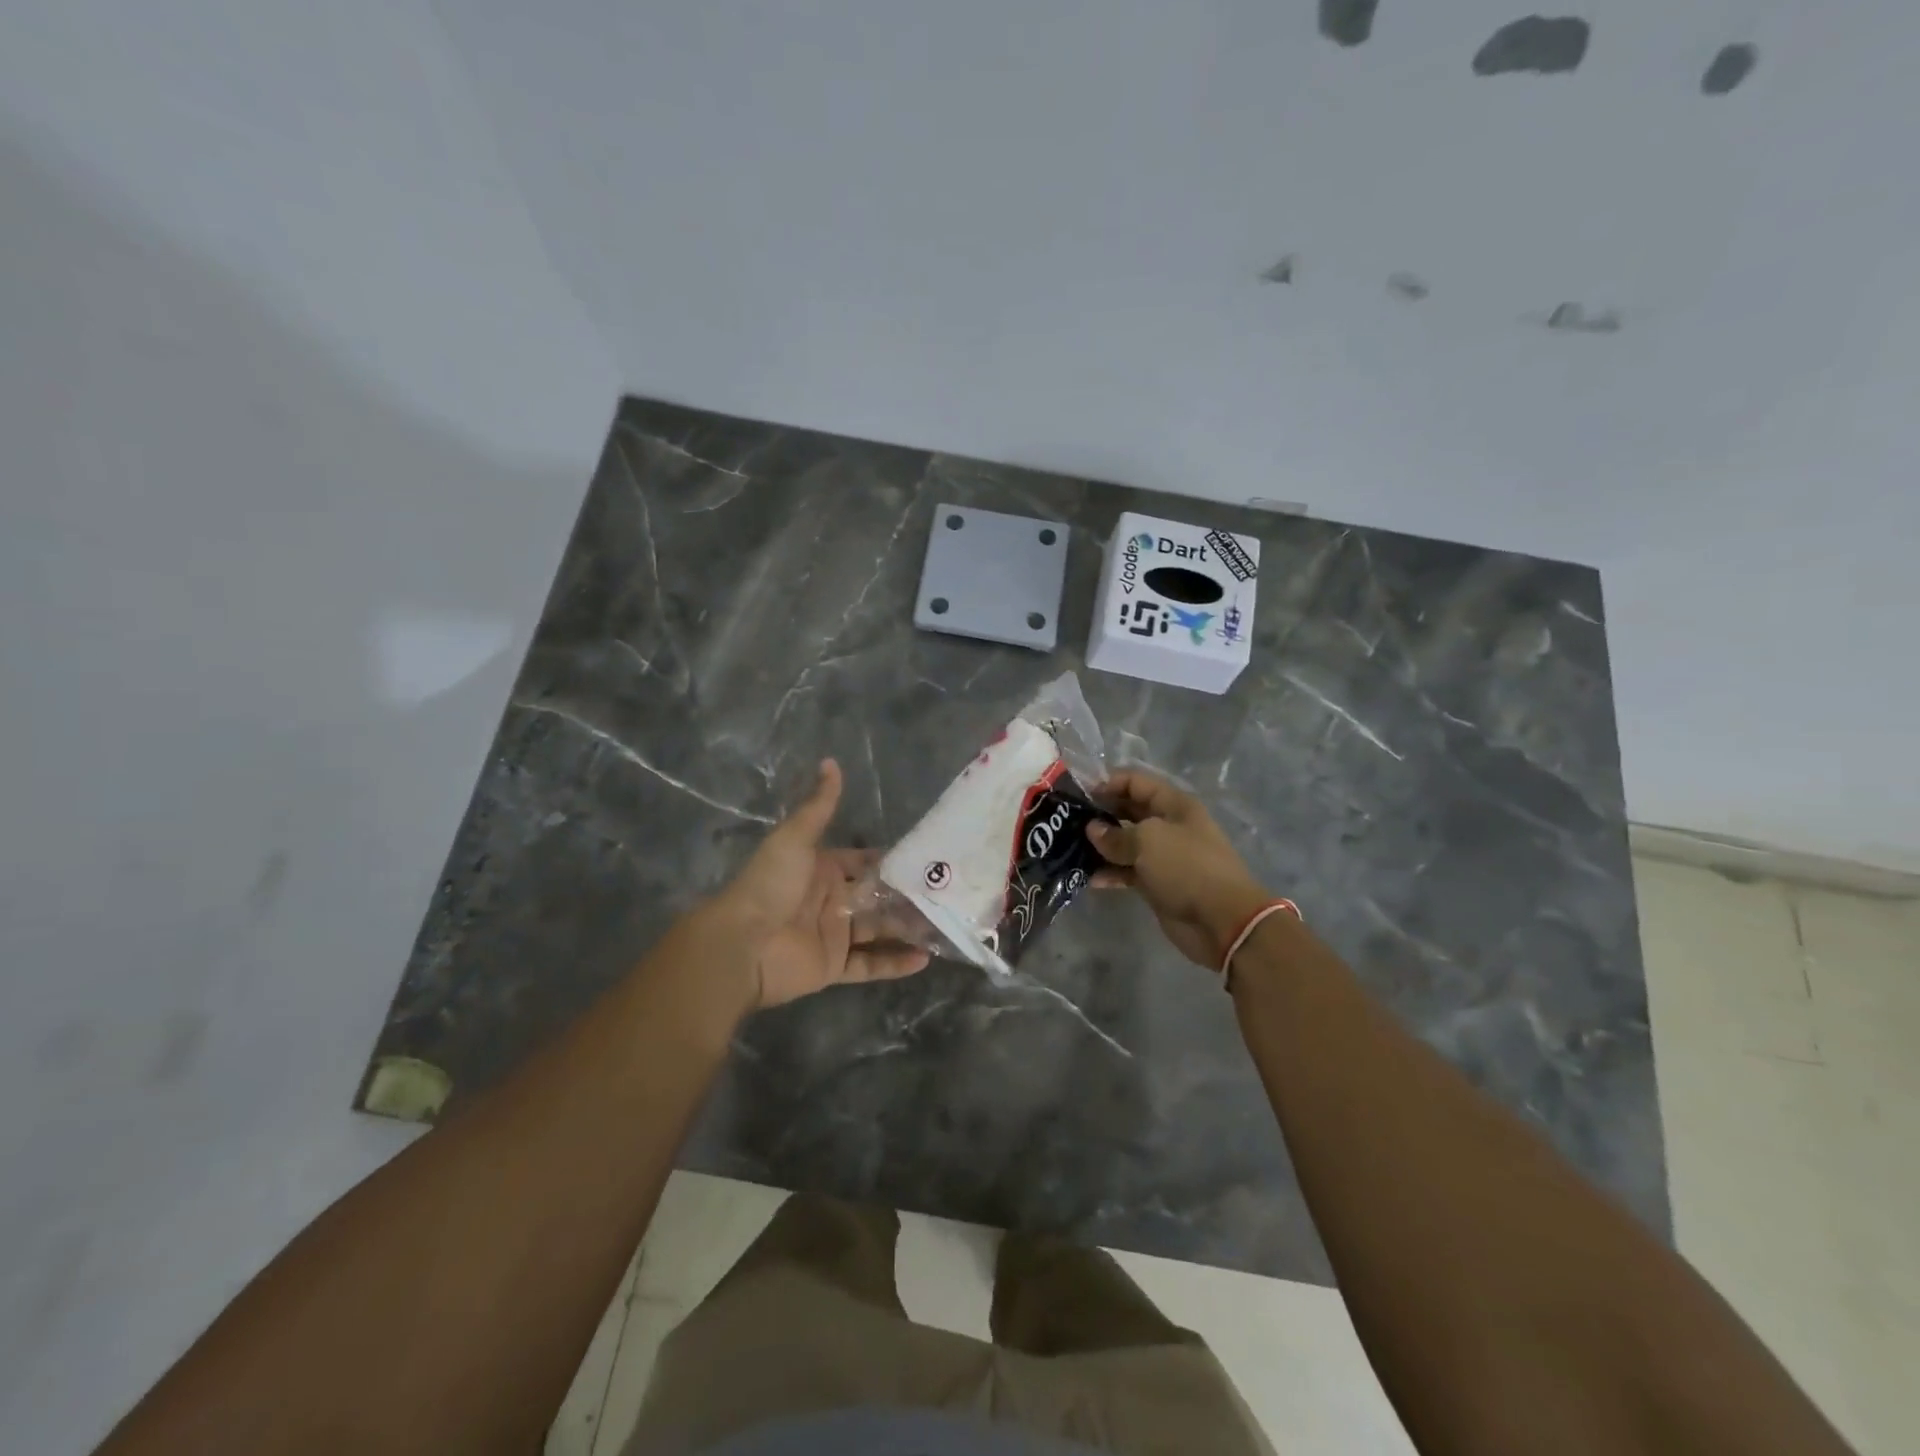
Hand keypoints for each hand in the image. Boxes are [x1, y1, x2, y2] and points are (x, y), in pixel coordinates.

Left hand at [712, 759, 928, 1008]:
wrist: (742, 943)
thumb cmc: (771, 885)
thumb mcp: (795, 838)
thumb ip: (819, 805)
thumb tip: (831, 761)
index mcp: (824, 868)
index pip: (865, 861)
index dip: (892, 861)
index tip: (928, 859)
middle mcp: (832, 899)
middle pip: (878, 896)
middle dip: (908, 895)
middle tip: (948, 894)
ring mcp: (834, 934)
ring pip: (879, 929)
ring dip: (908, 927)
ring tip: (946, 924)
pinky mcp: (834, 966)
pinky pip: (870, 964)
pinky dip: (895, 963)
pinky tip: (925, 958)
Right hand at [1086, 769, 1272, 970]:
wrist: (1222, 920)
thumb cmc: (1187, 867)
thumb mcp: (1148, 841)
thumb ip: (1116, 835)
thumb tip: (1093, 830)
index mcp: (1174, 805)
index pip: (1136, 782)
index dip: (1108, 784)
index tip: (1080, 795)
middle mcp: (1168, 825)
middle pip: (1129, 811)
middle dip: (1100, 814)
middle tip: (1068, 822)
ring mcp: (1163, 856)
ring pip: (1126, 843)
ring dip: (1101, 846)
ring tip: (1070, 849)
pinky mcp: (1157, 883)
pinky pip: (1128, 871)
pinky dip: (1110, 873)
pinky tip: (1088, 877)